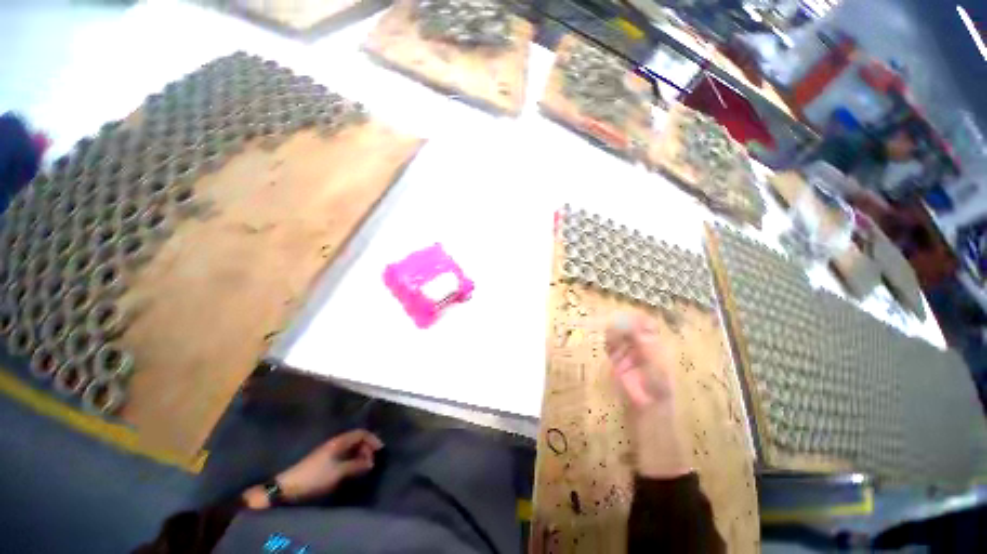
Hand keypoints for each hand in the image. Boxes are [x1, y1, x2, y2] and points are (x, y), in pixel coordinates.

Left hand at [242, 429, 382, 508]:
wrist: (288, 486)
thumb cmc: (315, 477)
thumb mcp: (338, 472)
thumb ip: (356, 465)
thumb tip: (371, 463)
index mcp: (339, 441)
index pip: (361, 433)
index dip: (372, 439)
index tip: (380, 450)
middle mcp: (335, 442)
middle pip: (356, 439)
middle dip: (366, 448)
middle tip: (371, 462)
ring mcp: (329, 451)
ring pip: (350, 448)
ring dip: (359, 455)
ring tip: (363, 467)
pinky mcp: (324, 460)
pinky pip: (344, 455)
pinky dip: (352, 459)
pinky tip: (352, 470)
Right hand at [606, 312, 689, 477]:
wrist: (648, 406)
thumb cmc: (658, 385)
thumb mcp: (656, 363)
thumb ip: (646, 344)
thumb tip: (638, 323)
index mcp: (654, 343)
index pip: (646, 324)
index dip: (638, 318)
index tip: (629, 316)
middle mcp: (640, 344)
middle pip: (630, 326)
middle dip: (623, 322)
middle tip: (616, 320)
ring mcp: (627, 351)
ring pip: (618, 334)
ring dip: (614, 330)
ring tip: (611, 329)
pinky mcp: (616, 359)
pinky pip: (610, 345)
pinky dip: (608, 340)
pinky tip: (607, 338)